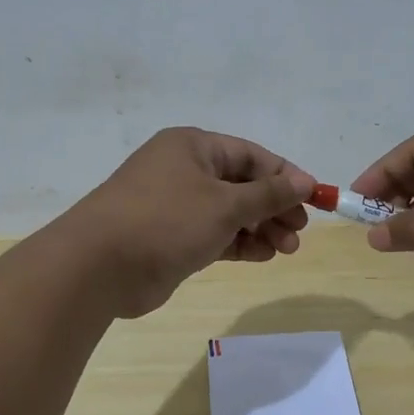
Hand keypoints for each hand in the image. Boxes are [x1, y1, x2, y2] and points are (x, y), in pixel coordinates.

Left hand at [60, 127, 315, 317]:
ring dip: (260, 228)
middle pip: (242, 184)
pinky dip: (239, 243)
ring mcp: (176, 205)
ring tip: (286, 249)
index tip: (313, 198)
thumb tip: (304, 181)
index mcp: (193, 147)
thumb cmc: (167, 221)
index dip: (285, 176)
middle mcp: (184, 170)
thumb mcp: (225, 204)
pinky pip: (215, 234)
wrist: (99, 267)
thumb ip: (268, 194)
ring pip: (230, 212)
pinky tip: (262, 256)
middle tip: (299, 231)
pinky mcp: (171, 238)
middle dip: (274, 207)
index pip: (251, 155)